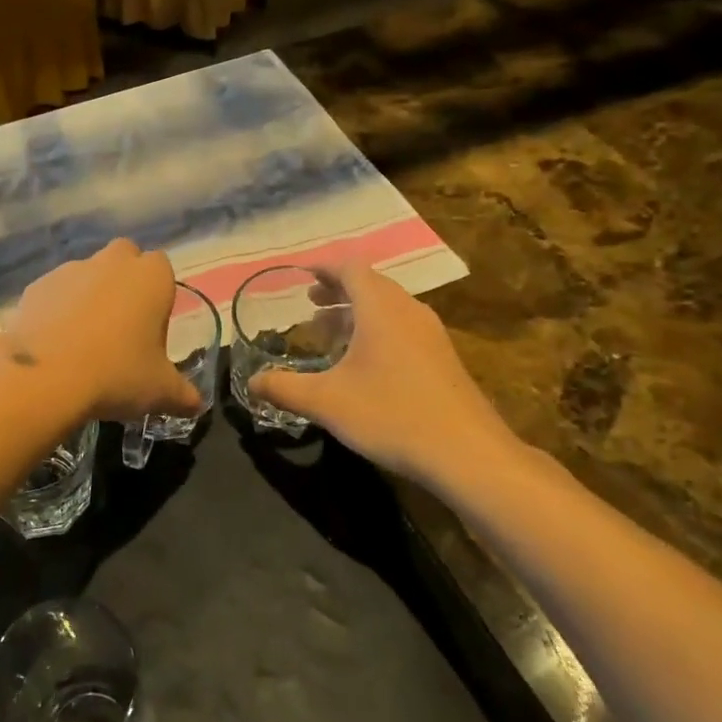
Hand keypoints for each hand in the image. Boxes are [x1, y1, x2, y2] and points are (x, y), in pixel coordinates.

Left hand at [4, 240, 203, 422]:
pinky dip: (57, 310)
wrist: (46, 377)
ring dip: (89, 296)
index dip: (158, 295)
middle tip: (121, 327)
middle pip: (124, 259)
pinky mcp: (37, 285)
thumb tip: (196, 405)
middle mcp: (112, 262)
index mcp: (151, 277)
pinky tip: (54, 344)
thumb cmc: (117, 374)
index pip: (162, 268)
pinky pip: (55, 293)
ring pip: (87, 274)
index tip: (151, 329)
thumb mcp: (160, 392)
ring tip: (83, 341)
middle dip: (125, 282)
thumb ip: (183, 394)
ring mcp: (71, 270)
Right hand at [250, 258, 523, 483]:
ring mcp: (431, 335)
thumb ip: (284, 388)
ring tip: (330, 334)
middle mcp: (409, 311)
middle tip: (309, 304)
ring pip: (388, 307)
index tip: (299, 275)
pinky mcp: (443, 359)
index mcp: (381, 308)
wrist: (469, 454)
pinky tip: (363, 364)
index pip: (350, 267)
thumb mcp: (327, 402)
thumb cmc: (392, 415)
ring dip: (357, 312)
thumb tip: (252, 382)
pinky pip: (403, 328)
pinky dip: (377, 330)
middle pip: (370, 284)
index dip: (323, 266)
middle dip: (337, 290)